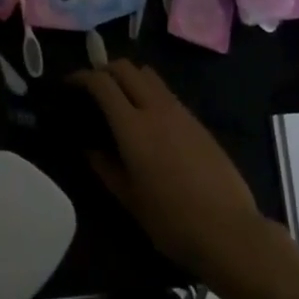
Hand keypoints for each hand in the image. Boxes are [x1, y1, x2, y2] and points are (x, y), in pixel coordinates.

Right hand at [69, 60, 276, 285]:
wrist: (229, 230)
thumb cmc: (172, 221)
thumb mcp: (130, 200)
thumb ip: (105, 168)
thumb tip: (89, 148)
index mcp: (133, 127)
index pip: (102, 83)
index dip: (82, 77)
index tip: (69, 85)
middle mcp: (156, 109)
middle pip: (126, 68)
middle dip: (104, 70)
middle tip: (92, 89)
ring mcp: (181, 112)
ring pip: (149, 75)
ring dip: (129, 78)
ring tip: (119, 100)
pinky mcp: (197, 121)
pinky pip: (166, 93)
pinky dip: (149, 93)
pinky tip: (147, 120)